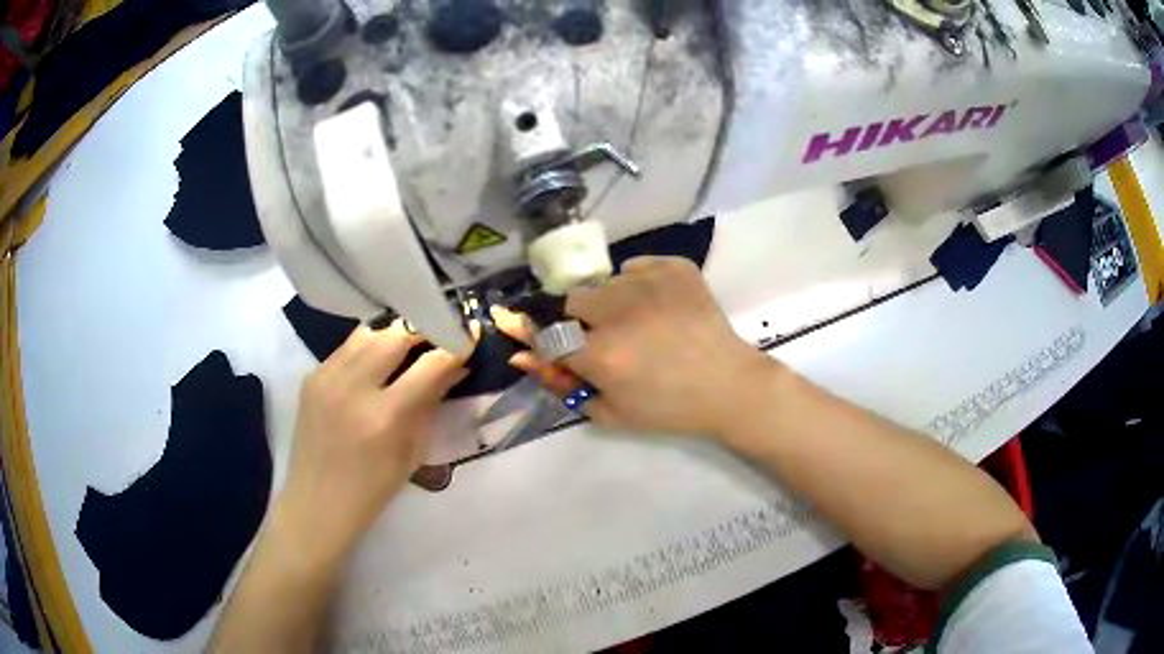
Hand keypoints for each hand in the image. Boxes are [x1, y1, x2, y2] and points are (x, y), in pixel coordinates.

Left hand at [272, 321, 474, 569]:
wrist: (317, 500)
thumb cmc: (373, 488)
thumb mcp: (412, 451)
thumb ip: (431, 403)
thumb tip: (455, 366)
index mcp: (384, 417)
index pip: (430, 364)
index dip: (456, 345)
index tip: (472, 333)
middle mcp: (353, 388)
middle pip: (396, 335)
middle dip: (423, 331)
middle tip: (438, 336)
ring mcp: (327, 377)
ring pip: (369, 332)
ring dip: (394, 335)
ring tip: (407, 346)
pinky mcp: (311, 375)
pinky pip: (347, 347)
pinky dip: (368, 347)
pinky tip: (375, 363)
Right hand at [494, 256, 777, 440]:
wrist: (728, 386)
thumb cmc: (668, 409)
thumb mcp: (609, 412)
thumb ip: (560, 384)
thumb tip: (520, 356)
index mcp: (600, 354)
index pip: (544, 332)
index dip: (541, 334)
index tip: (550, 338)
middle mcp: (618, 312)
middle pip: (571, 301)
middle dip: (579, 320)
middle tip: (606, 337)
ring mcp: (649, 283)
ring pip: (605, 283)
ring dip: (611, 302)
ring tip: (640, 322)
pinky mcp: (674, 268)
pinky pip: (637, 266)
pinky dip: (640, 283)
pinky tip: (660, 305)